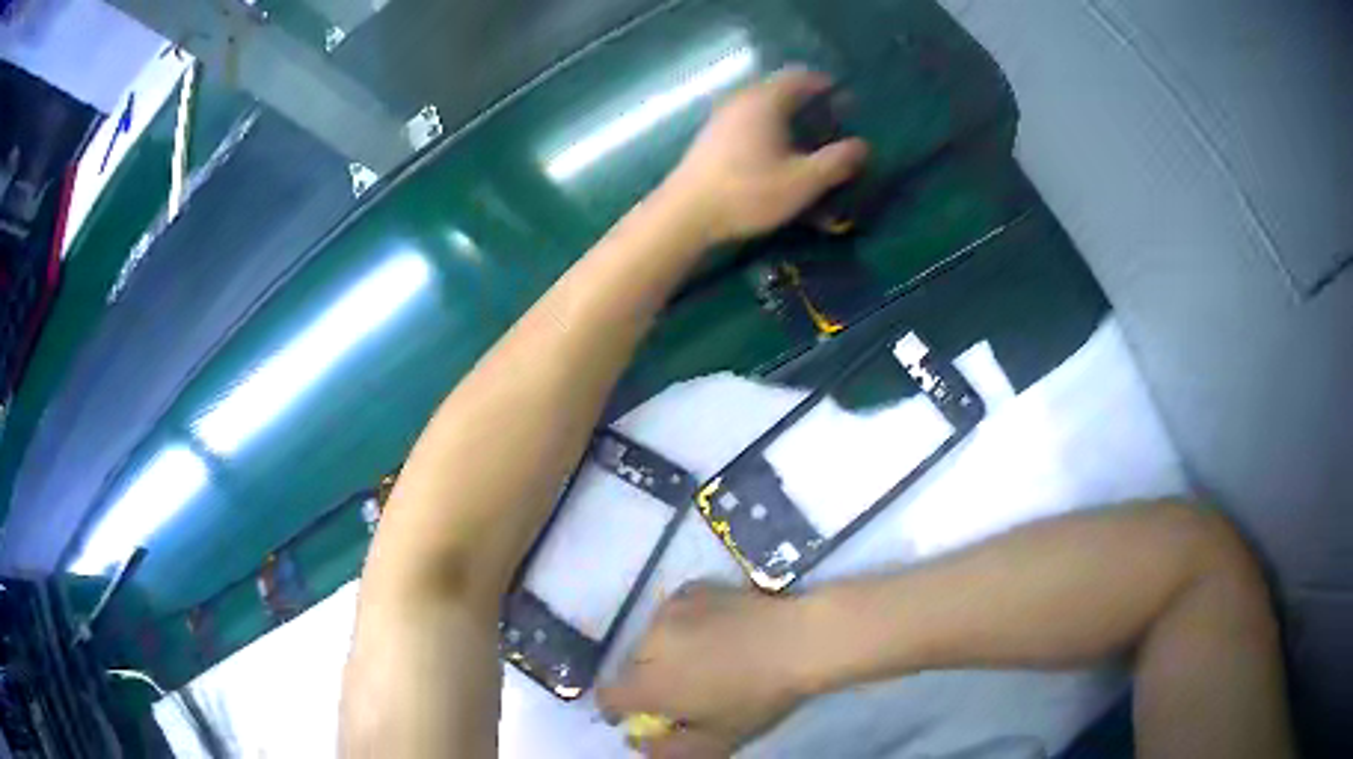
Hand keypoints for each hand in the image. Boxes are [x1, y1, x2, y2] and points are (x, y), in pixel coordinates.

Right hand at [598, 583, 812, 757]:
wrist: (799, 639)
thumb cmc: (758, 697)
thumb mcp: (717, 739)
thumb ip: (669, 751)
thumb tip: (639, 743)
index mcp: (646, 683)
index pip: (607, 697)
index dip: (619, 710)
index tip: (645, 715)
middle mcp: (646, 642)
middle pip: (630, 667)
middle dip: (648, 681)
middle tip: (686, 689)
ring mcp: (669, 609)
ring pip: (651, 639)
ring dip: (665, 651)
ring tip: (706, 657)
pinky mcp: (692, 588)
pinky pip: (674, 614)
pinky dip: (684, 625)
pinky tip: (719, 630)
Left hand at [664, 68, 867, 243]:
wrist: (684, 215)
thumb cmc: (748, 193)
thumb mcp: (803, 182)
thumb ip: (837, 162)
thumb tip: (863, 146)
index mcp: (766, 100)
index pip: (802, 77)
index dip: (828, 87)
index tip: (847, 106)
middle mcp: (742, 99)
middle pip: (782, 90)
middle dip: (810, 105)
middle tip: (831, 127)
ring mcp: (722, 117)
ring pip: (764, 107)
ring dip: (789, 119)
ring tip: (807, 144)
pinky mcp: (710, 138)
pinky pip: (748, 122)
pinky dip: (768, 131)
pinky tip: (775, 157)